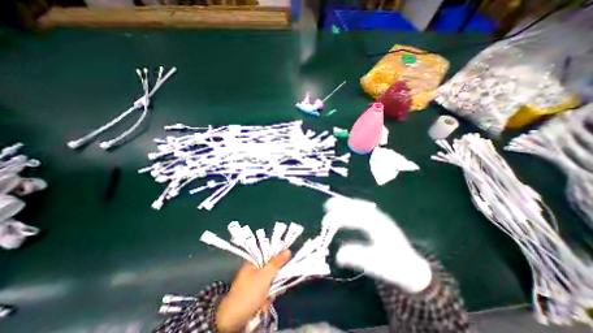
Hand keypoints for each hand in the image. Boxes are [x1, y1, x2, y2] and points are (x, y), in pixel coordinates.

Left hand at [217, 251, 290, 331]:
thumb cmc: (249, 293)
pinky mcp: (253, 293)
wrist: (232, 320)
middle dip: (275, 278)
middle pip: (270, 267)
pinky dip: (266, 297)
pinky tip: (264, 304)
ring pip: (269, 280)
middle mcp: (253, 269)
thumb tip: (288, 250)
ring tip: (268, 298)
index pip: (268, 252)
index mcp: (253, 261)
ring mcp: (253, 282)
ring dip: (271, 290)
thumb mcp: (265, 276)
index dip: (278, 256)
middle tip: (276, 285)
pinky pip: (265, 290)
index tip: (286, 261)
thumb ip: (277, 263)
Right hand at [324, 197, 431, 291]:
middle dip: (342, 204)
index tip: (329, 219)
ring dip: (346, 203)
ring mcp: (379, 217)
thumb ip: (358, 258)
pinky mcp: (378, 220)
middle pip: (359, 207)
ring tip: (332, 203)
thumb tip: (338, 256)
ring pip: (361, 206)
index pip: (358, 218)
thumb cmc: (395, 266)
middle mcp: (379, 218)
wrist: (412, 267)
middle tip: (327, 205)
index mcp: (380, 228)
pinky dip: (352, 206)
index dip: (342, 217)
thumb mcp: (377, 265)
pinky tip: (346, 208)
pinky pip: (363, 209)